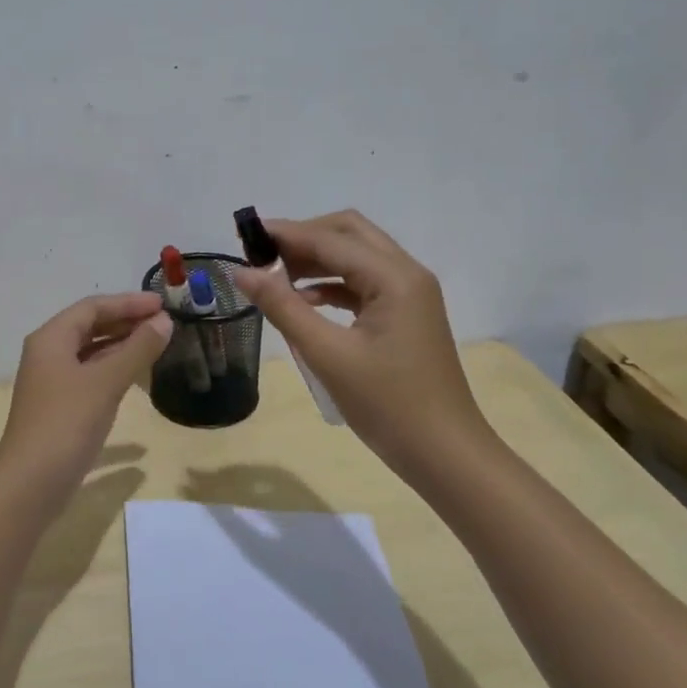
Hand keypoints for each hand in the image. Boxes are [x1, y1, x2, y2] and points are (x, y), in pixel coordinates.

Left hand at [0, 292, 172, 494]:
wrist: (31, 483)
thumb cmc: (66, 423)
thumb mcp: (106, 381)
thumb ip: (137, 349)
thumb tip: (164, 322)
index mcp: (51, 338)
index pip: (92, 307)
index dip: (128, 302)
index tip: (162, 305)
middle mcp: (48, 354)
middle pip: (90, 326)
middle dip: (126, 321)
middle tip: (164, 323)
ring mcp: (53, 382)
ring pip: (91, 352)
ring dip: (122, 345)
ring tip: (156, 344)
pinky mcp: (60, 407)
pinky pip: (91, 376)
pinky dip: (114, 370)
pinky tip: (138, 379)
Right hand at [231, 211, 494, 482]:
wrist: (444, 454)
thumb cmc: (387, 404)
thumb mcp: (327, 355)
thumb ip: (283, 307)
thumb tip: (242, 272)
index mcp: (394, 277)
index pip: (330, 239)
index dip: (285, 234)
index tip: (244, 237)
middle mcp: (406, 273)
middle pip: (348, 233)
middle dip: (303, 238)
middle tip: (261, 256)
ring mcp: (409, 294)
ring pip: (356, 256)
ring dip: (316, 260)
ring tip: (273, 277)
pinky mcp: (406, 314)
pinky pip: (363, 283)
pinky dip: (331, 284)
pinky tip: (303, 301)